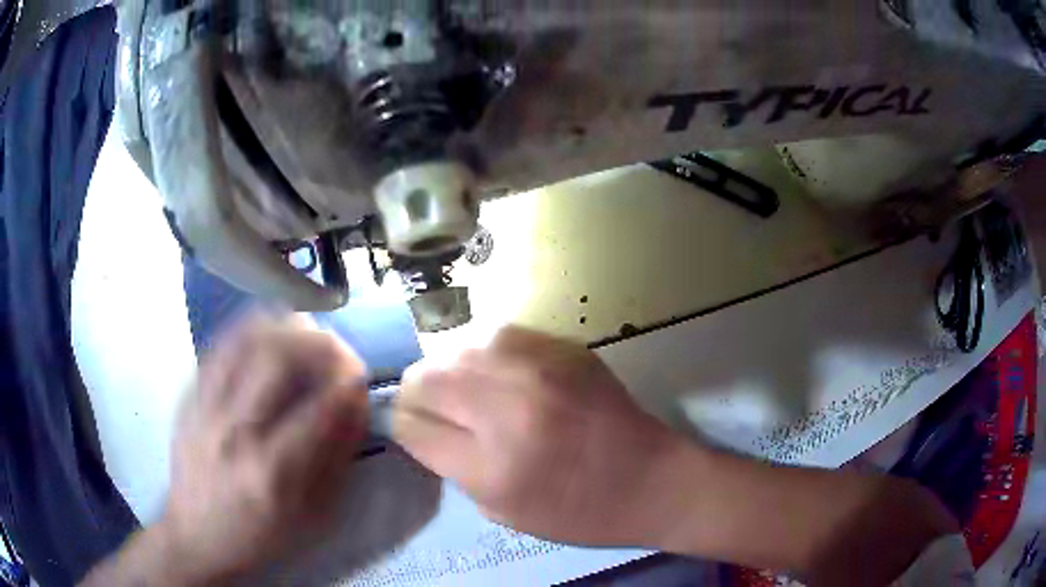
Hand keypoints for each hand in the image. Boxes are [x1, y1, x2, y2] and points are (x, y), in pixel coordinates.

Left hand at [158, 315, 368, 582]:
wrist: (197, 536)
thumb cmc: (260, 535)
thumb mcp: (312, 517)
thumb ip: (337, 462)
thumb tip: (356, 409)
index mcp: (273, 470)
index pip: (319, 407)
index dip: (348, 381)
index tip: (361, 375)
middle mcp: (237, 430)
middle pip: (278, 359)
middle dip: (319, 343)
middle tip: (337, 347)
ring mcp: (207, 408)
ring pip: (245, 341)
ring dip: (284, 327)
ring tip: (306, 330)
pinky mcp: (190, 397)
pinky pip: (219, 346)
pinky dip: (248, 329)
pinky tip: (266, 329)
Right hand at [392, 327, 689, 547]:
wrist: (652, 479)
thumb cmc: (579, 511)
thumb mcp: (501, 511)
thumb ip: (452, 465)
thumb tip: (421, 426)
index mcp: (492, 464)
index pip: (411, 424)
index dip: (404, 426)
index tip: (416, 430)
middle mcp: (509, 406)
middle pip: (424, 377)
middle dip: (418, 395)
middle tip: (436, 411)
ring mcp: (539, 367)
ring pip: (455, 348)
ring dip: (450, 371)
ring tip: (469, 392)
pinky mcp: (562, 345)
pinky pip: (496, 335)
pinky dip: (486, 354)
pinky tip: (501, 374)